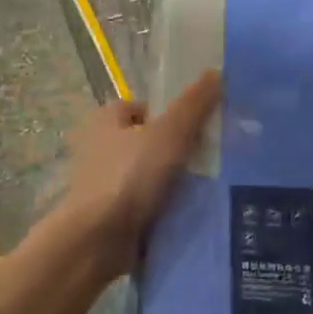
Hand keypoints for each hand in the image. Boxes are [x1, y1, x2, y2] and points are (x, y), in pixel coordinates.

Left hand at [56, 71, 222, 279]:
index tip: (198, 128)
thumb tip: (216, 71)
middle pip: (148, 142)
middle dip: (177, 150)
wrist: (96, 242)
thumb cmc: (129, 177)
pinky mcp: (111, 218)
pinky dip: (165, 210)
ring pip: (150, 176)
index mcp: (105, 121)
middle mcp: (99, 150)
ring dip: (174, 183)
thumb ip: (193, 104)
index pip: (142, 108)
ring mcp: (104, 186)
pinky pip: (147, 207)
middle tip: (211, 157)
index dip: (169, 114)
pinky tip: (191, 214)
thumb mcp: (169, 133)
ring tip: (209, 187)